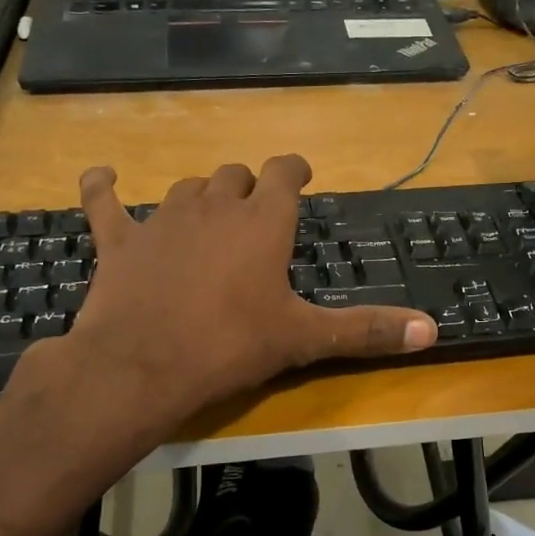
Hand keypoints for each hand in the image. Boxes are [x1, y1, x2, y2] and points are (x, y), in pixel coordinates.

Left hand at [21, 157, 436, 431]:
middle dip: (249, 188)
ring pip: (187, 188)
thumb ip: (367, 329)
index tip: (299, 176)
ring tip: (208, 215)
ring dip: (201, 196)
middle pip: (235, 176)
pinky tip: (101, 175)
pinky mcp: (120, 240)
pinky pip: (105, 201)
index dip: (293, 169)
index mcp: (262, 222)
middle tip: (256, 212)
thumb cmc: (231, 346)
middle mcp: (215, 206)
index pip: (283, 172)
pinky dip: (102, 187)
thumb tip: (433, 330)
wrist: (143, 366)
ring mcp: (163, 219)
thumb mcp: (305, 339)